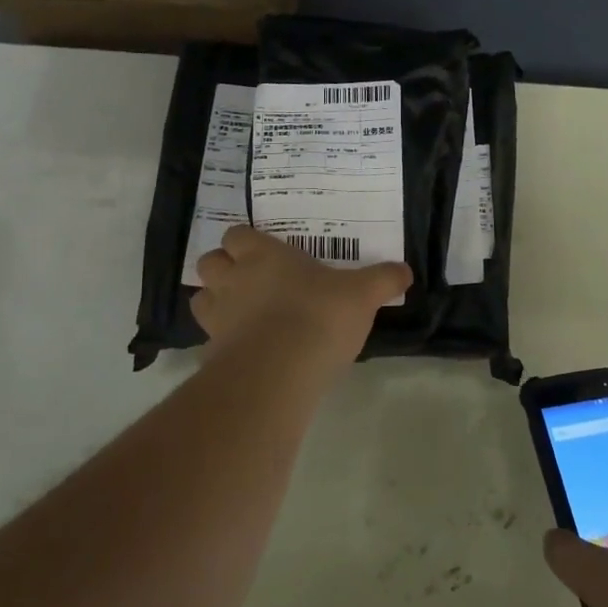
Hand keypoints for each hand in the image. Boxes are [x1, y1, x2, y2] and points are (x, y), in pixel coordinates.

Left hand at [192, 225, 411, 367]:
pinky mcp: (213, 353)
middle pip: (210, 262)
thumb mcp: (363, 295)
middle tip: (250, 280)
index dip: (246, 242)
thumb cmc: (319, 316)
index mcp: (263, 255)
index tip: (264, 252)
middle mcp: (234, 279)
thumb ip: (383, 280)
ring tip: (242, 313)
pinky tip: (246, 351)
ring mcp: (218, 317)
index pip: (237, 235)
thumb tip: (405, 271)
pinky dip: (223, 341)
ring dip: (216, 301)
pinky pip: (210, 340)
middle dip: (224, 268)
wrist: (279, 372)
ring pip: (202, 298)